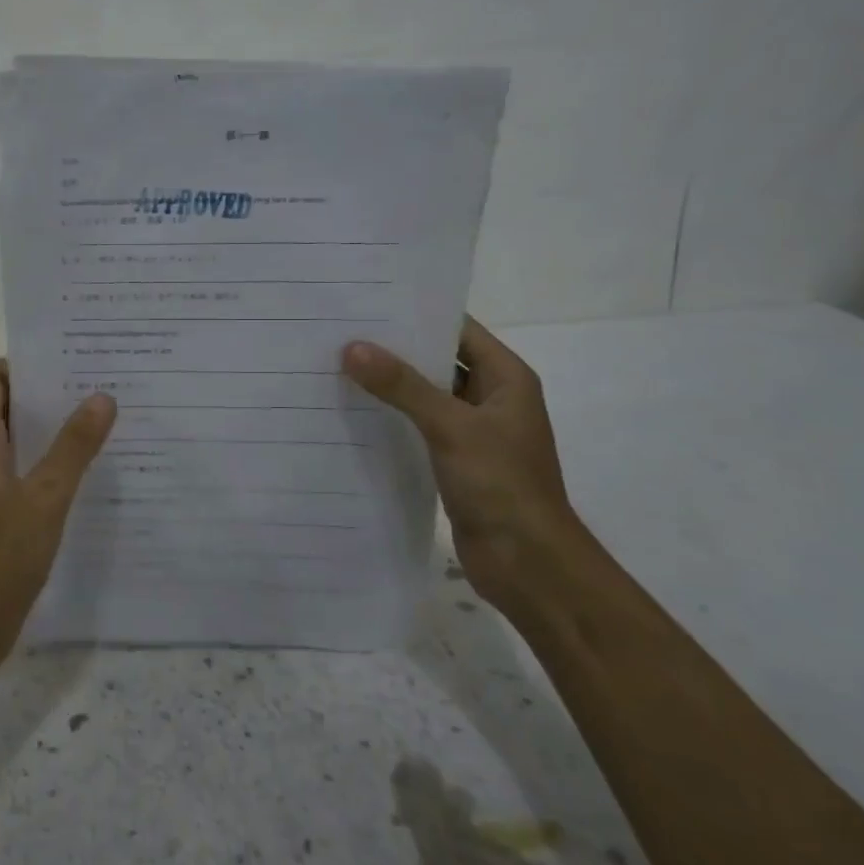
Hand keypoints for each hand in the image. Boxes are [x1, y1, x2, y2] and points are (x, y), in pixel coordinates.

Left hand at [0, 360, 115, 673]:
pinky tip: (85, 474)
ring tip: (100, 422)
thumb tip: (101, 396)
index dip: (23, 363)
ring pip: (17, 442)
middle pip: (5, 407)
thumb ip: (73, 447)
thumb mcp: (44, 498)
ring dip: (51, 430)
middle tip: (97, 385)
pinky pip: (21, 475)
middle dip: (47, 394)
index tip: (68, 358)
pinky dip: (48, 465)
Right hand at [343, 318, 577, 617]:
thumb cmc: (501, 484)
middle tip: (341, 331)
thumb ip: (403, 386)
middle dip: (394, 348)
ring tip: (336, 365)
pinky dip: (391, 418)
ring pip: (425, 396)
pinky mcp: (454, 460)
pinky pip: (418, 427)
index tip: (368, 302)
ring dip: (389, 384)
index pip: (458, 329)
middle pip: (438, 360)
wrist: (527, 563)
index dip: (417, 313)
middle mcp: (491, 398)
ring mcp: (472, 431)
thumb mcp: (452, 426)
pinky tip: (352, 412)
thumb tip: (352, 348)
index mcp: (506, 378)